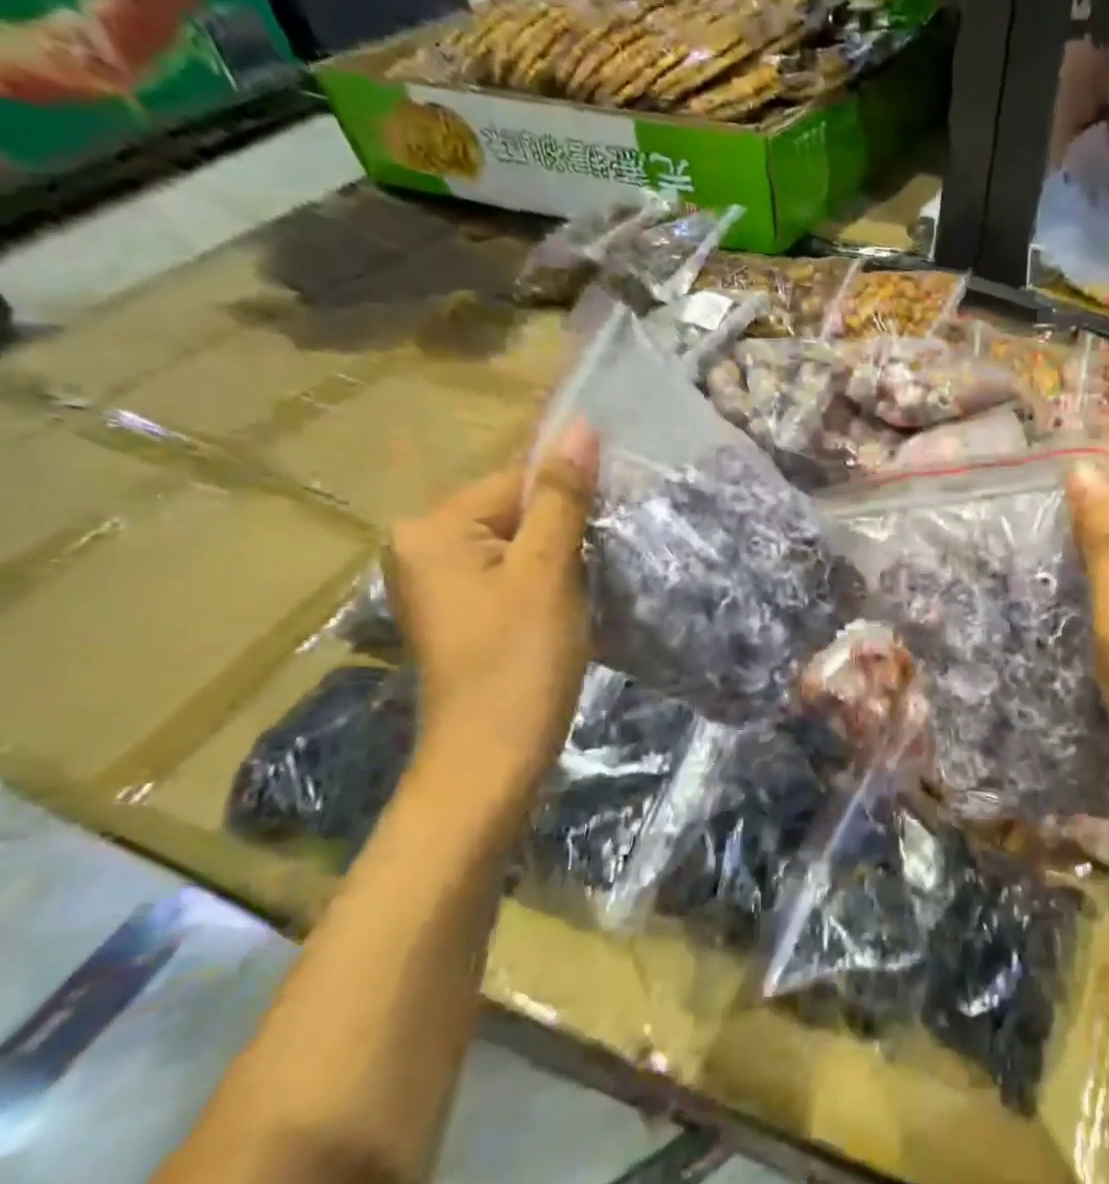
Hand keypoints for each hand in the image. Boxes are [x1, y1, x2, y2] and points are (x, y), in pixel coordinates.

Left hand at [385, 423, 599, 819]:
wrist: (492, 756)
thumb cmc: (520, 660)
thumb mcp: (547, 572)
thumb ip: (561, 497)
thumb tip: (579, 426)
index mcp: (432, 528)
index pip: (516, 479)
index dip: (570, 497)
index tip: (612, 523)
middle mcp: (422, 546)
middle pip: (514, 510)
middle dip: (564, 529)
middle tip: (602, 561)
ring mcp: (439, 582)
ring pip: (517, 544)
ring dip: (560, 557)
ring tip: (589, 586)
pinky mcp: (460, 611)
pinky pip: (510, 573)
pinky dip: (545, 581)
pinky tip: (569, 606)